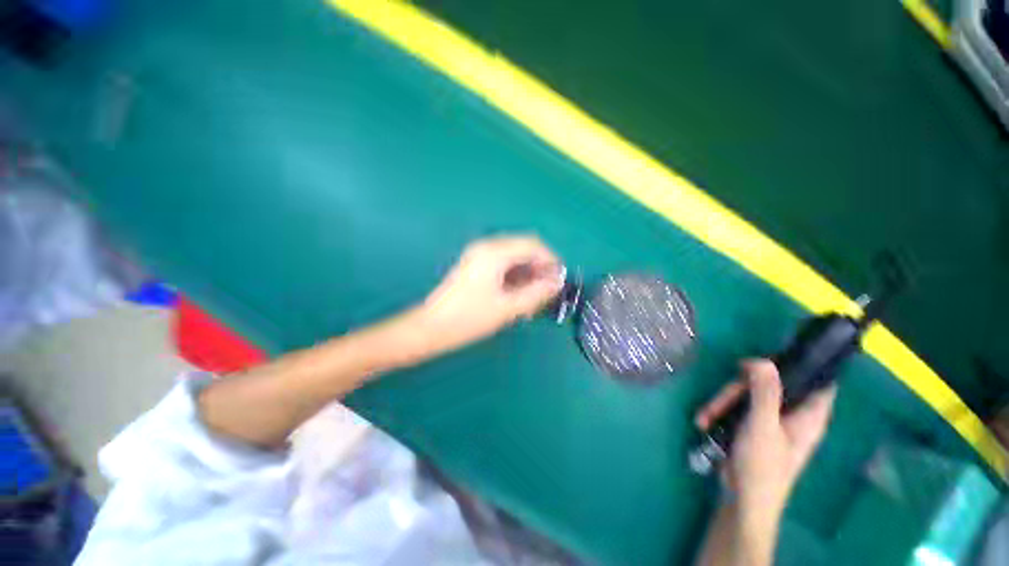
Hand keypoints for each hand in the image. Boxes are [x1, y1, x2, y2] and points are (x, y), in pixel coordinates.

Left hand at [420, 235, 563, 351]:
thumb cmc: (470, 318)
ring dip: (528, 273)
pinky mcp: (475, 265)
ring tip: (534, 297)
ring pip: (514, 256)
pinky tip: (519, 295)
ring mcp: (479, 255)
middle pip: (524, 248)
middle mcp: (487, 247)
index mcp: (495, 252)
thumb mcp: (508, 308)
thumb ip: (536, 293)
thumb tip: (557, 282)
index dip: (550, 259)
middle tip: (547, 291)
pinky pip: (503, 264)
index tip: (559, 279)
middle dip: (539, 267)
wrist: (432, 327)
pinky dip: (515, 276)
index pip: (532, 244)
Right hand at [696, 359, 835, 522]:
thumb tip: (763, 360)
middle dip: (740, 387)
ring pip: (748, 394)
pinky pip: (736, 407)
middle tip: (722, 397)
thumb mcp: (763, 426)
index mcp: (808, 415)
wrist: (742, 498)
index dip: (801, 364)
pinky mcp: (751, 425)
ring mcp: (770, 420)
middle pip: (770, 383)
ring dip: (723, 401)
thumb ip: (765, 392)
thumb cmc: (762, 466)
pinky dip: (719, 411)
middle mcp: (792, 414)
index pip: (817, 381)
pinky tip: (705, 421)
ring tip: (706, 415)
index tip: (771, 356)